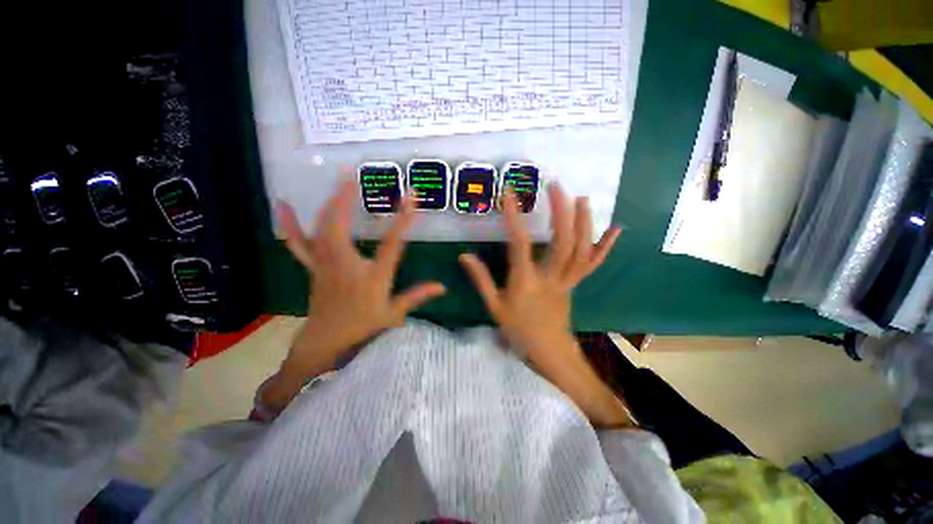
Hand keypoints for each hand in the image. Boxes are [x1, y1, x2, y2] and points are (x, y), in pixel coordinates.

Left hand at [272, 181, 444, 396]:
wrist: (325, 342)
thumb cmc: (362, 327)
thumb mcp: (394, 314)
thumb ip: (417, 296)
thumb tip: (443, 287)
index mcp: (373, 276)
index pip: (392, 243)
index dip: (403, 219)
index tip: (412, 197)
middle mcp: (346, 265)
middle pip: (342, 226)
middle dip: (346, 198)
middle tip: (352, 174)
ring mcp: (325, 264)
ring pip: (322, 228)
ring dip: (329, 203)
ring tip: (337, 182)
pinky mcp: (313, 267)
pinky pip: (299, 243)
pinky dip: (291, 224)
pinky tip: (284, 205)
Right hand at [459, 183, 631, 427]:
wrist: (548, 351)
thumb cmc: (518, 330)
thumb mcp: (494, 306)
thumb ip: (480, 279)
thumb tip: (464, 255)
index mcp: (525, 282)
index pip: (520, 245)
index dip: (514, 218)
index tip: (509, 194)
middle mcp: (550, 278)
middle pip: (561, 243)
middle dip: (561, 212)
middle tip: (556, 186)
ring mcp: (568, 280)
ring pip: (581, 250)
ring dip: (584, 223)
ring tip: (582, 198)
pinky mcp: (577, 284)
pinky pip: (593, 264)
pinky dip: (605, 247)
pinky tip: (616, 229)